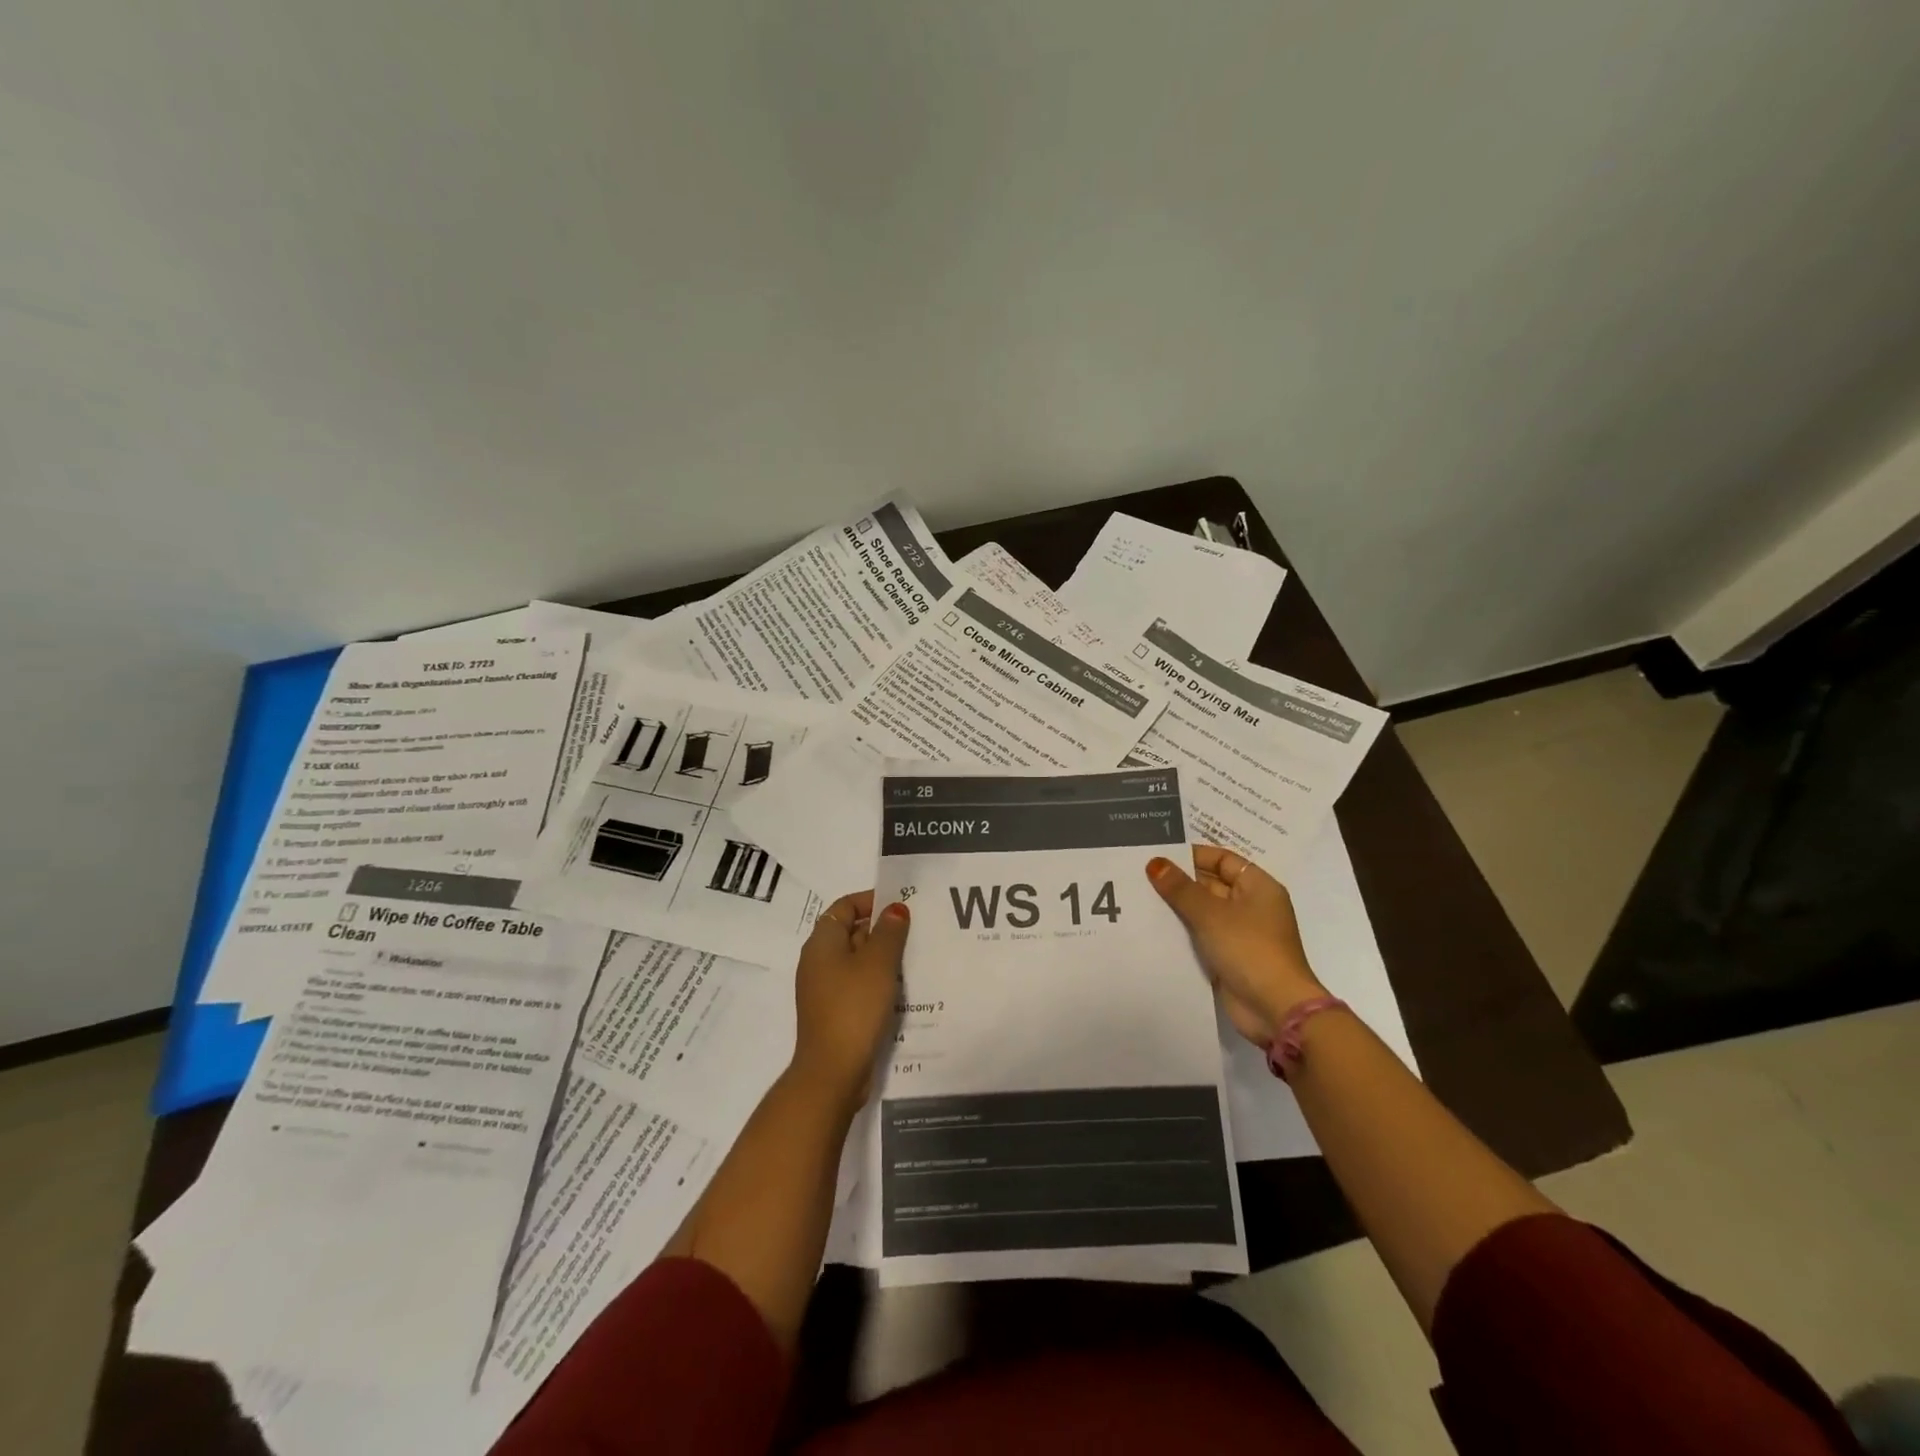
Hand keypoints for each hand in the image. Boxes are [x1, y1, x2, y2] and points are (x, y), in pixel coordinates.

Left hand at [790, 892, 909, 1109]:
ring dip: (883, 957)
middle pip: (851, 932)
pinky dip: (877, 982)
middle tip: (916, 931)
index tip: (901, 905)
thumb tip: (895, 908)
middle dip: (882, 929)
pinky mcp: (834, 1012)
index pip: (844, 906)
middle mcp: (818, 961)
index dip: (871, 900)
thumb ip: (889, 931)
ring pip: (857, 961)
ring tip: (915, 958)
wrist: (833, 1071)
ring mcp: (824, 989)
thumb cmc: (854, 1007)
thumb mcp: (878, 963)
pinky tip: (902, 989)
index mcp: (822, 943)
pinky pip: (858, 985)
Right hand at [1147, 847, 1324, 1045]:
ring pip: (1203, 911)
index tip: (1159, 855)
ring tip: (1139, 898)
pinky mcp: (1229, 957)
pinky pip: (1201, 936)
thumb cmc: (1249, 949)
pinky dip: (1182, 931)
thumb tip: (1155, 863)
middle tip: (1139, 875)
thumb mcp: (1211, 914)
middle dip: (1180, 881)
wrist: (1274, 1009)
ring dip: (1177, 907)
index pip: (1222, 859)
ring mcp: (1241, 933)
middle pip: (1211, 884)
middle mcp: (1251, 906)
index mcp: (1258, 887)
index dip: (1192, 855)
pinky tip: (1152, 928)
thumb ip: (1180, 888)